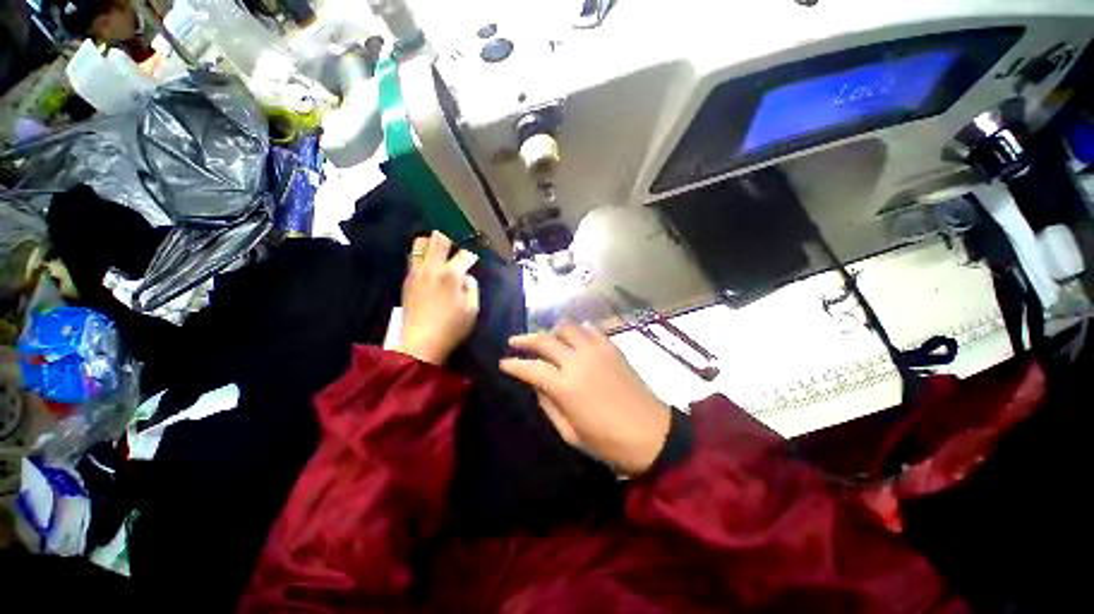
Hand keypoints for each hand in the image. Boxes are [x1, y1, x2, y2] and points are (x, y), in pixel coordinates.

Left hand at [397, 231, 479, 364]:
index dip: (473, 255)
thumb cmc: (452, 328)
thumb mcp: (472, 309)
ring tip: (440, 250)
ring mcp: (416, 272)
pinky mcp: (407, 280)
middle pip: (438, 239)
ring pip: (420, 244)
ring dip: (431, 243)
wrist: (420, 344)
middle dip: (450, 238)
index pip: (465, 254)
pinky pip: (413, 258)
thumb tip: (466, 277)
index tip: (475, 259)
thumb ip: (472, 288)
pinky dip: (422, 255)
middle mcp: (432, 268)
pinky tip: (429, 263)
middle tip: (456, 246)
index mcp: (451, 274)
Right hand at [500, 321, 671, 475]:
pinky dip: (579, 329)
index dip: (513, 364)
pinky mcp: (612, 347)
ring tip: (547, 339)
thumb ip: (549, 405)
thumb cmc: (609, 442)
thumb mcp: (571, 433)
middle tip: (514, 342)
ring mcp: (597, 350)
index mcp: (565, 386)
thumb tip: (536, 384)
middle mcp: (578, 361)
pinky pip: (591, 329)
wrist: (653, 434)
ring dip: (552, 330)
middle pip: (545, 340)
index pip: (531, 367)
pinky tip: (576, 337)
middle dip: (525, 339)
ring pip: (567, 327)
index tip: (503, 363)